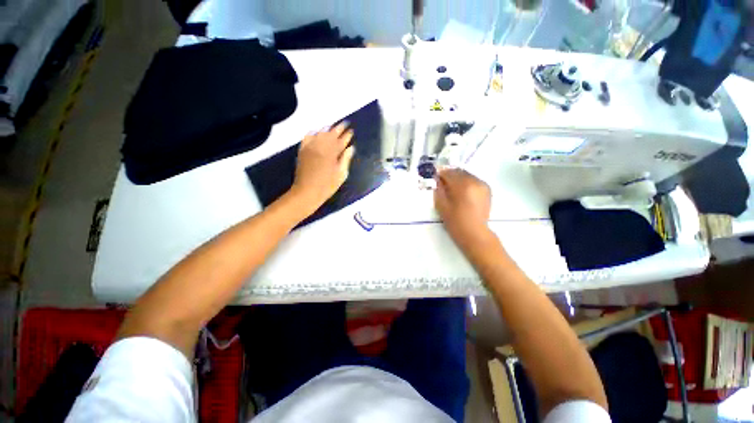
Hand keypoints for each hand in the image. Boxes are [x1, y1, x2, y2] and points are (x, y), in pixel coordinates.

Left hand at [290, 123, 354, 212]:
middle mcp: (321, 147)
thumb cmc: (327, 186)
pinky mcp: (303, 151)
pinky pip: (307, 137)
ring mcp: (311, 148)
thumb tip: (351, 148)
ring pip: (320, 134)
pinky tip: (315, 131)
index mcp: (332, 153)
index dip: (347, 136)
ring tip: (333, 126)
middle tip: (345, 123)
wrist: (307, 191)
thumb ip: (346, 160)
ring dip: (327, 129)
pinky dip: (312, 133)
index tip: (351, 131)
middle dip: (339, 128)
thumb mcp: (341, 175)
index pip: (342, 141)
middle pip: (331, 134)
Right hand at [434, 168, 492, 249]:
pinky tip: (462, 191)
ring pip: (467, 175)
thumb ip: (439, 190)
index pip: (449, 173)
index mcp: (462, 185)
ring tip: (452, 188)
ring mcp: (482, 184)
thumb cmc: (455, 221)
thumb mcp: (441, 205)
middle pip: (459, 172)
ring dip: (458, 178)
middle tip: (442, 183)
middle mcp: (474, 181)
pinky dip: (466, 182)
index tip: (435, 178)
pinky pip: (474, 180)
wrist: (474, 233)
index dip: (440, 174)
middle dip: (450, 175)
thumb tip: (438, 180)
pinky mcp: (487, 189)